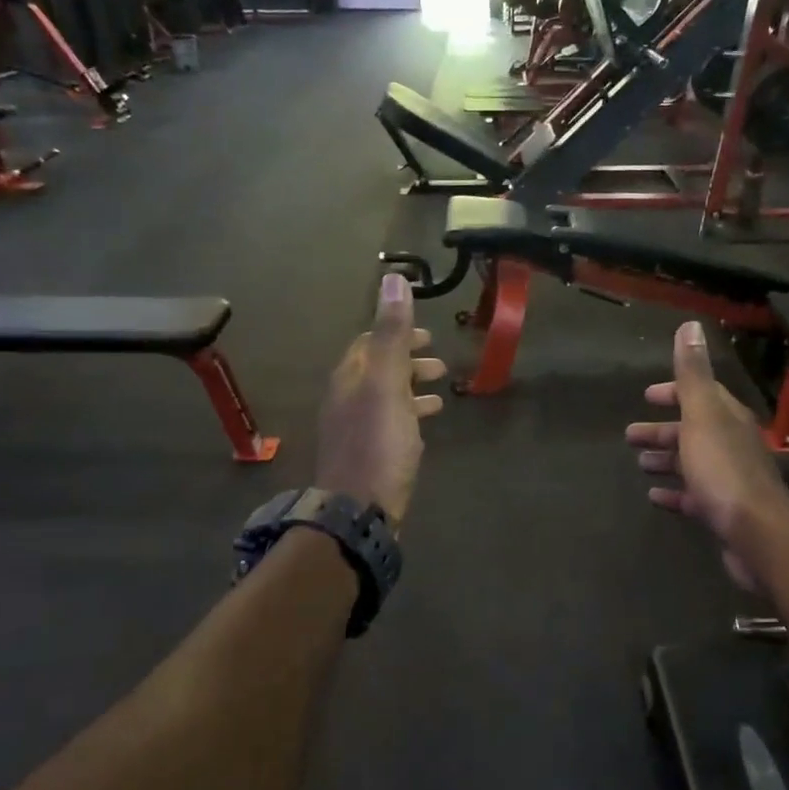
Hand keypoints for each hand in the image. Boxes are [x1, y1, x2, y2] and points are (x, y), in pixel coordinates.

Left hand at [316, 274, 446, 525]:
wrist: (359, 510)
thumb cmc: (377, 443)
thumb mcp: (387, 383)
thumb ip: (391, 333)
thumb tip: (393, 279)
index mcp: (349, 377)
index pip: (369, 342)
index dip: (398, 333)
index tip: (427, 334)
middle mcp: (347, 399)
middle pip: (378, 369)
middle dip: (408, 360)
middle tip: (439, 363)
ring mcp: (356, 429)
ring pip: (386, 396)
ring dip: (412, 386)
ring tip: (441, 389)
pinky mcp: (368, 454)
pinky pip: (390, 422)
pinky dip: (410, 412)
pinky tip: (427, 422)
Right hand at [627, 321, 788, 590]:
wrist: (757, 534)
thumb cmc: (723, 470)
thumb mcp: (702, 415)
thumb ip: (693, 374)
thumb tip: (690, 326)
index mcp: (728, 418)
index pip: (701, 395)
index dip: (674, 392)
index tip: (648, 396)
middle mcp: (732, 444)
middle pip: (693, 430)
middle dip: (663, 429)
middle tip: (631, 435)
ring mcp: (729, 478)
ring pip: (692, 462)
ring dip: (666, 459)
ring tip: (640, 464)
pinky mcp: (724, 510)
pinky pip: (693, 495)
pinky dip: (674, 492)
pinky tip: (655, 497)